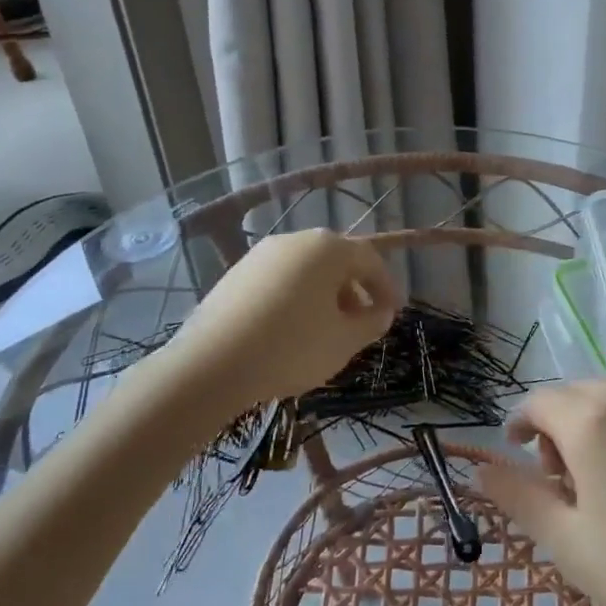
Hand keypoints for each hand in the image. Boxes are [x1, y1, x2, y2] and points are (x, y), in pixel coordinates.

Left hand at [170, 229, 399, 407]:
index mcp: (327, 248)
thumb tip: (380, 312)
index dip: (387, 287)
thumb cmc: (292, 347)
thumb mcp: (345, 341)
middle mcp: (295, 240)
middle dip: (355, 290)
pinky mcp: (236, 274)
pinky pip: (279, 280)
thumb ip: (371, 322)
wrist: (211, 364)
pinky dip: (295, 298)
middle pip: (336, 261)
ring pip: (306, 270)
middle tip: (363, 322)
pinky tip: (291, 330)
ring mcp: (261, 255)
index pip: (369, 260)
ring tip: (328, 330)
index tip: (393, 313)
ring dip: (325, 295)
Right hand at [476, 381, 605, 605]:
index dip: (521, 424)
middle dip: (556, 425)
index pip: (540, 402)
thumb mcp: (567, 543)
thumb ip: (519, 497)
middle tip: (560, 480)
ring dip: (592, 422)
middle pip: (576, 394)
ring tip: (600, 478)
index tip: (517, 455)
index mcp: (593, 421)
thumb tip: (482, 470)